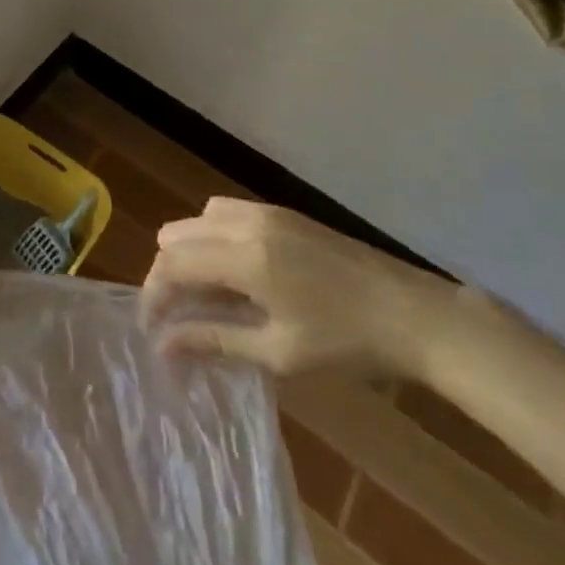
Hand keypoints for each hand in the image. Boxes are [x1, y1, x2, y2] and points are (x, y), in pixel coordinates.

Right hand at [140, 198, 457, 380]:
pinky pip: (225, 213)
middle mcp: (246, 224)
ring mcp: (265, 213)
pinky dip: (213, 238)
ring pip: (198, 219)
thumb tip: (163, 344)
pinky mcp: (282, 213)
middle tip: (178, 316)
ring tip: (205, 295)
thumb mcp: (278, 352)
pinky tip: (235, 273)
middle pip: (176, 234)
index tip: (151, 329)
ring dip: (189, 252)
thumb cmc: (347, 343)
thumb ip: (215, 339)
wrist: (413, 314)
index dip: (153, 295)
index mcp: (244, 258)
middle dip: (167, 272)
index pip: (172, 263)